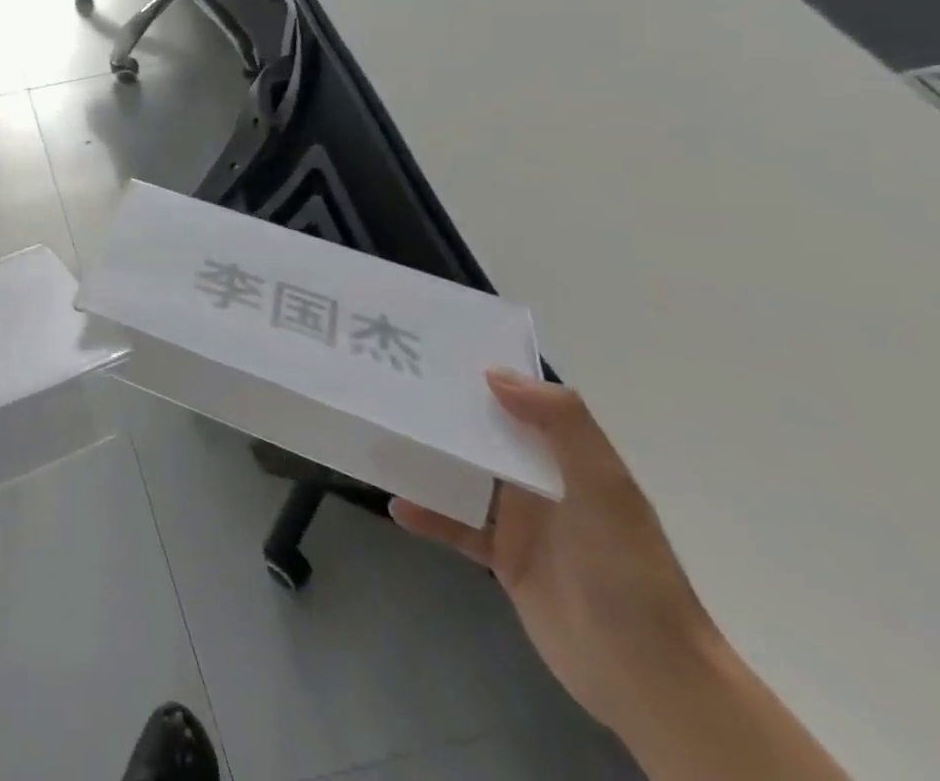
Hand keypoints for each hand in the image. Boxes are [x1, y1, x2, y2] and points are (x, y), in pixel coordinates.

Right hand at [390, 371, 716, 741]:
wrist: (648, 676)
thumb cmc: (628, 569)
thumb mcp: (604, 489)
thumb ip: (560, 424)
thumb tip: (493, 373)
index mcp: (567, 459)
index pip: (521, 403)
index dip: (482, 376)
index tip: (430, 349)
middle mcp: (542, 483)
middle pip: (483, 437)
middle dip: (441, 415)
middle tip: (386, 387)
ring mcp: (521, 522)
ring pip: (462, 477)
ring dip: (426, 462)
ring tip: (379, 439)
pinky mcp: (502, 558)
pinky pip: (454, 525)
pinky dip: (427, 513)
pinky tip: (396, 504)